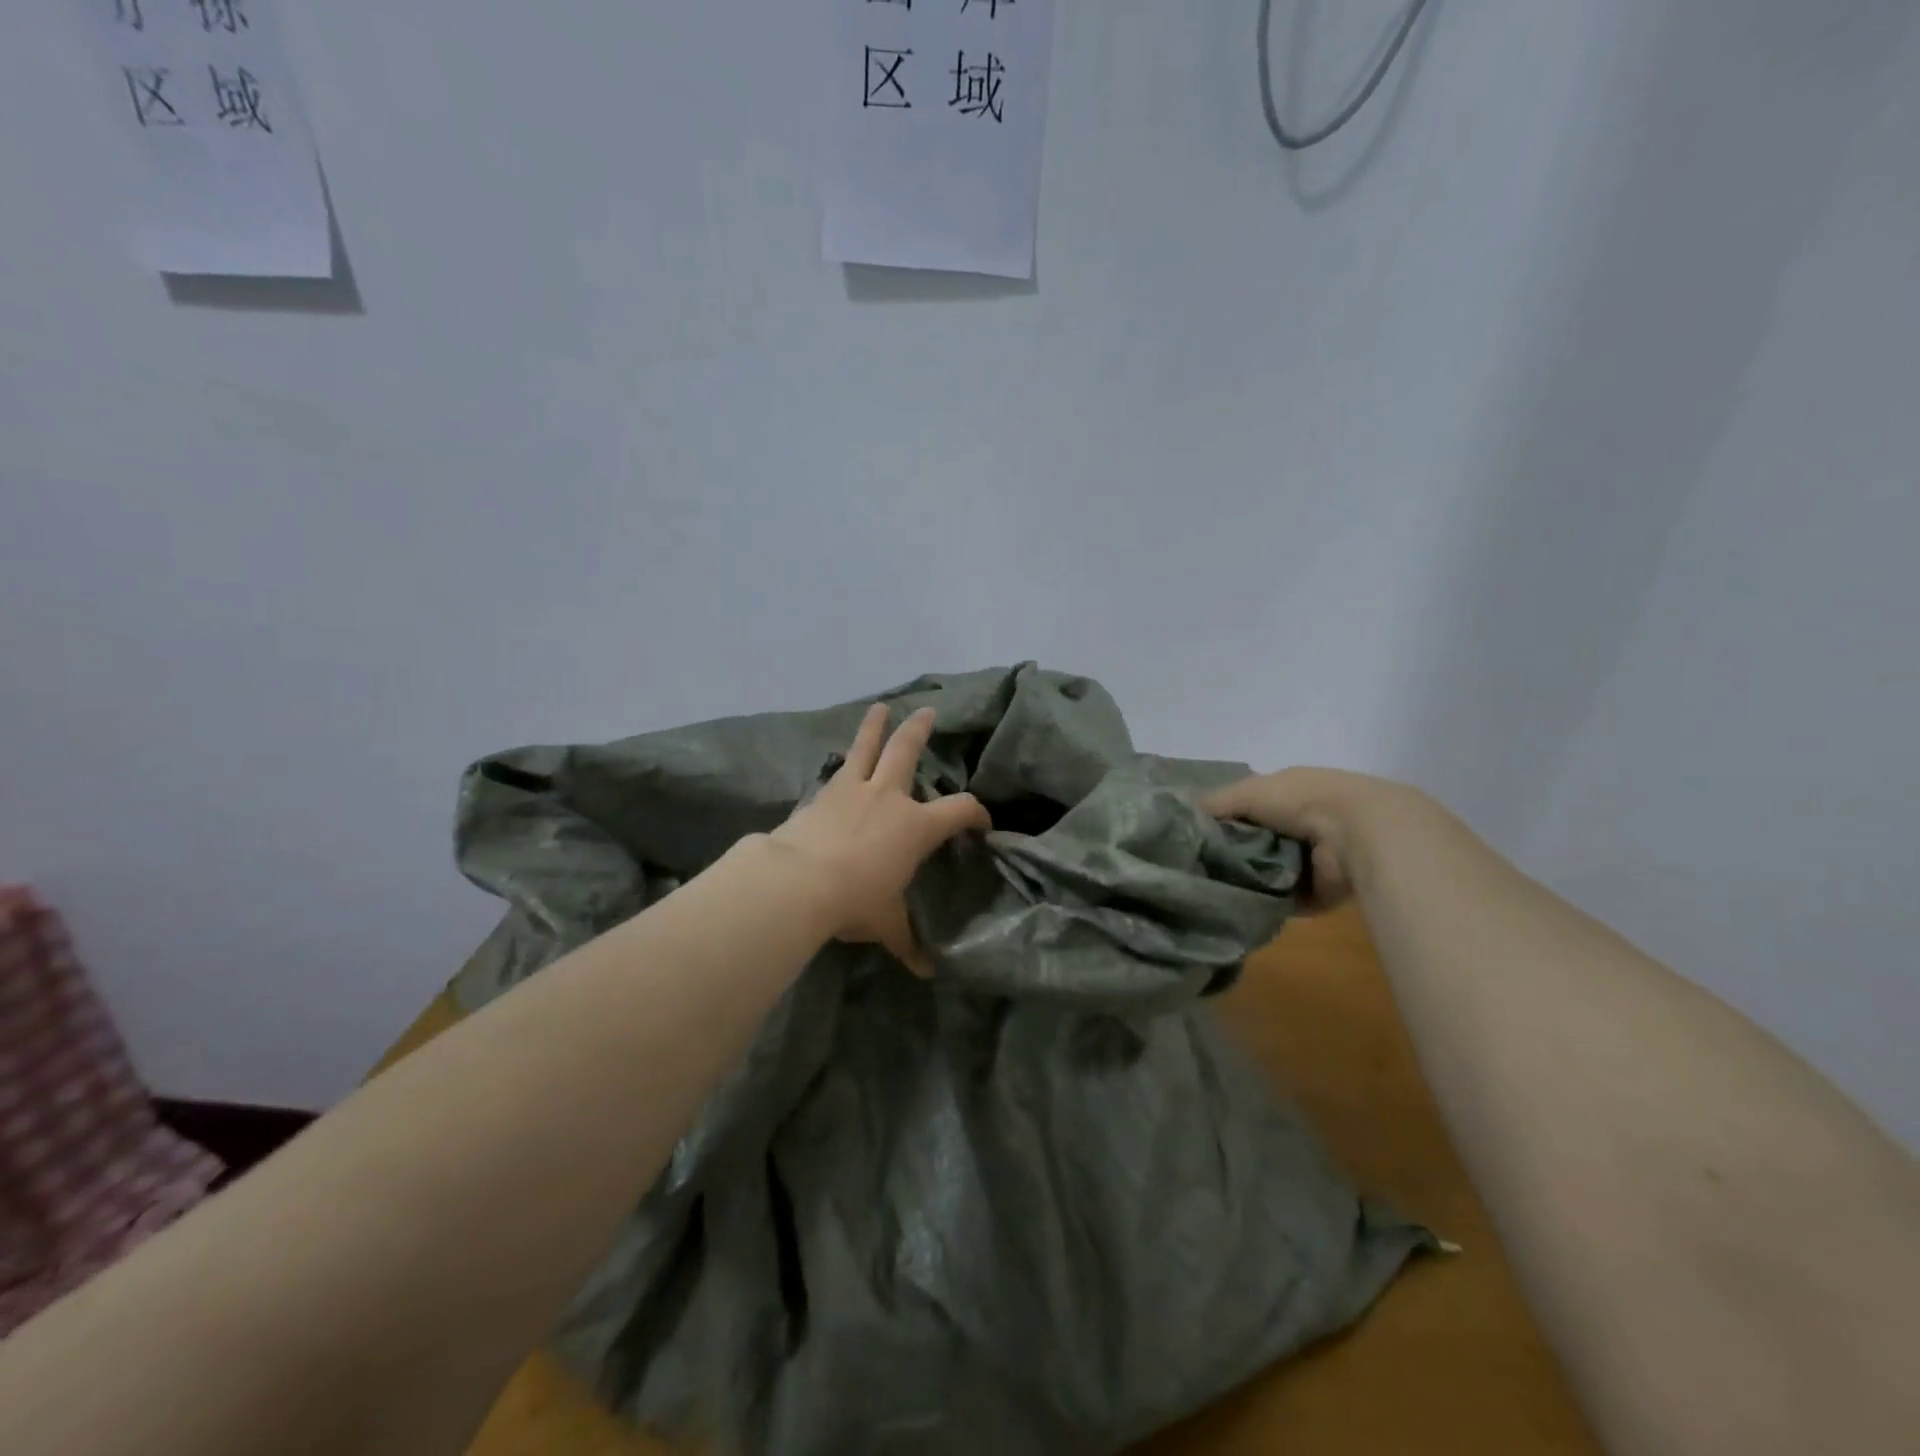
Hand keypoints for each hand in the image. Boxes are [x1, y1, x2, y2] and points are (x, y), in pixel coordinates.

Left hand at [770, 704, 990, 973]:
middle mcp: (889, 797)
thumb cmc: (855, 900)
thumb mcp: (885, 924)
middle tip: (927, 711)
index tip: (981, 821)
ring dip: (875, 726)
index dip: (976, 813)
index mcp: (916, 826)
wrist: (799, 881)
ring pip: (867, 747)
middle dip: (919, 730)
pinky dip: (842, 763)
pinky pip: (837, 771)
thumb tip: (926, 971)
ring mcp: (853, 789)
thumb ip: (906, 941)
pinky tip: (838, 763)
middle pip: (908, 752)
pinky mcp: (822, 793)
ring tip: (880, 708)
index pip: (959, 810)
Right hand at [1204, 768, 1429, 913]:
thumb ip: (1214, 804)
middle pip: (1251, 841)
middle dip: (1227, 852)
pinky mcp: (1316, 892)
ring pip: (1263, 872)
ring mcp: (1309, 860)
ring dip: (1243, 879)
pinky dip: (1262, 902)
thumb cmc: (1300, 801)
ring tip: (1208, 889)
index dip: (1218, 819)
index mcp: (1285, 794)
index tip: (1188, 835)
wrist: (1357, 833)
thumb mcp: (1246, 792)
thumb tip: (1179, 815)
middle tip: (1193, 867)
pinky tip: (1234, 905)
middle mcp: (1297, 824)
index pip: (1243, 807)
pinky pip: (1279, 900)